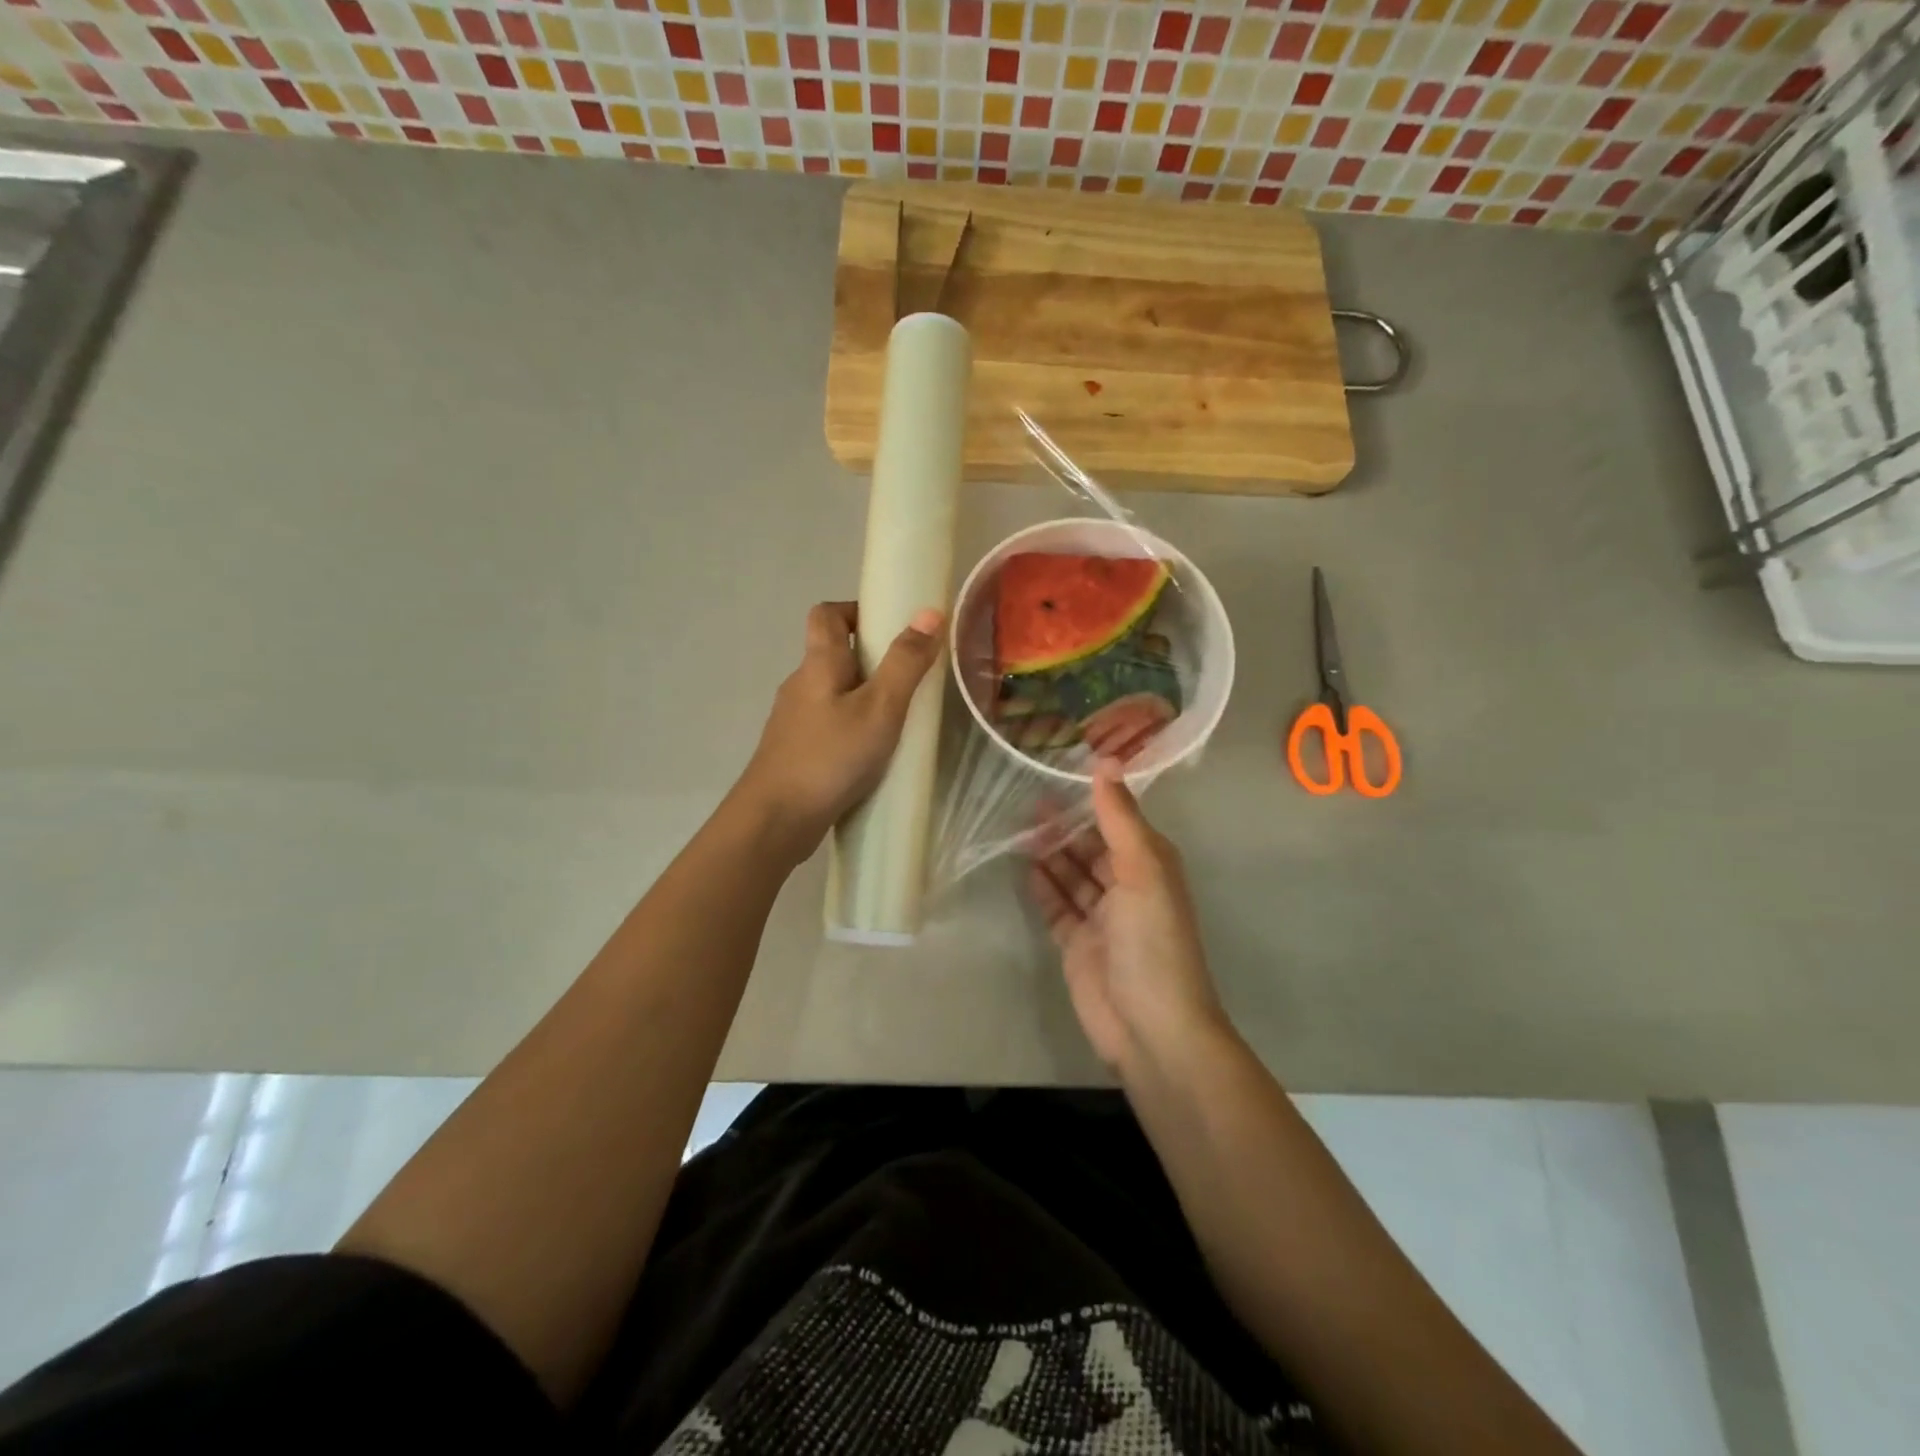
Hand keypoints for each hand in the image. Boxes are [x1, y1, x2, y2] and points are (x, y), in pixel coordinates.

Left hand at [734, 601, 943, 862]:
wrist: (776, 819)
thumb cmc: (831, 757)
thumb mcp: (880, 708)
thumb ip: (905, 663)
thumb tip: (928, 613)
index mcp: (818, 664)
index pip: (826, 614)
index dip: (855, 611)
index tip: (889, 628)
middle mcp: (800, 685)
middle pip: (832, 654)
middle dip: (871, 660)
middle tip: (908, 680)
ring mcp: (793, 720)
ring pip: (832, 693)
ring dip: (863, 698)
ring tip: (898, 720)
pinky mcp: (795, 751)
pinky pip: (828, 725)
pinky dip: (851, 728)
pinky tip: (872, 755)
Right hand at [1029, 762, 1230, 1076]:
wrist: (1151, 1028)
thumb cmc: (1153, 942)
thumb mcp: (1142, 870)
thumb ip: (1120, 818)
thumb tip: (1106, 762)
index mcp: (1150, 865)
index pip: (1118, 820)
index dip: (1092, 797)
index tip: (1059, 771)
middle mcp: (1127, 886)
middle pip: (1091, 846)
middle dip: (1064, 825)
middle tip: (1026, 800)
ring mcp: (1101, 917)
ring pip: (1072, 874)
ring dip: (1050, 853)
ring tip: (1019, 828)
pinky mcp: (1077, 944)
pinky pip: (1058, 906)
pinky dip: (1044, 887)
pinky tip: (1025, 866)